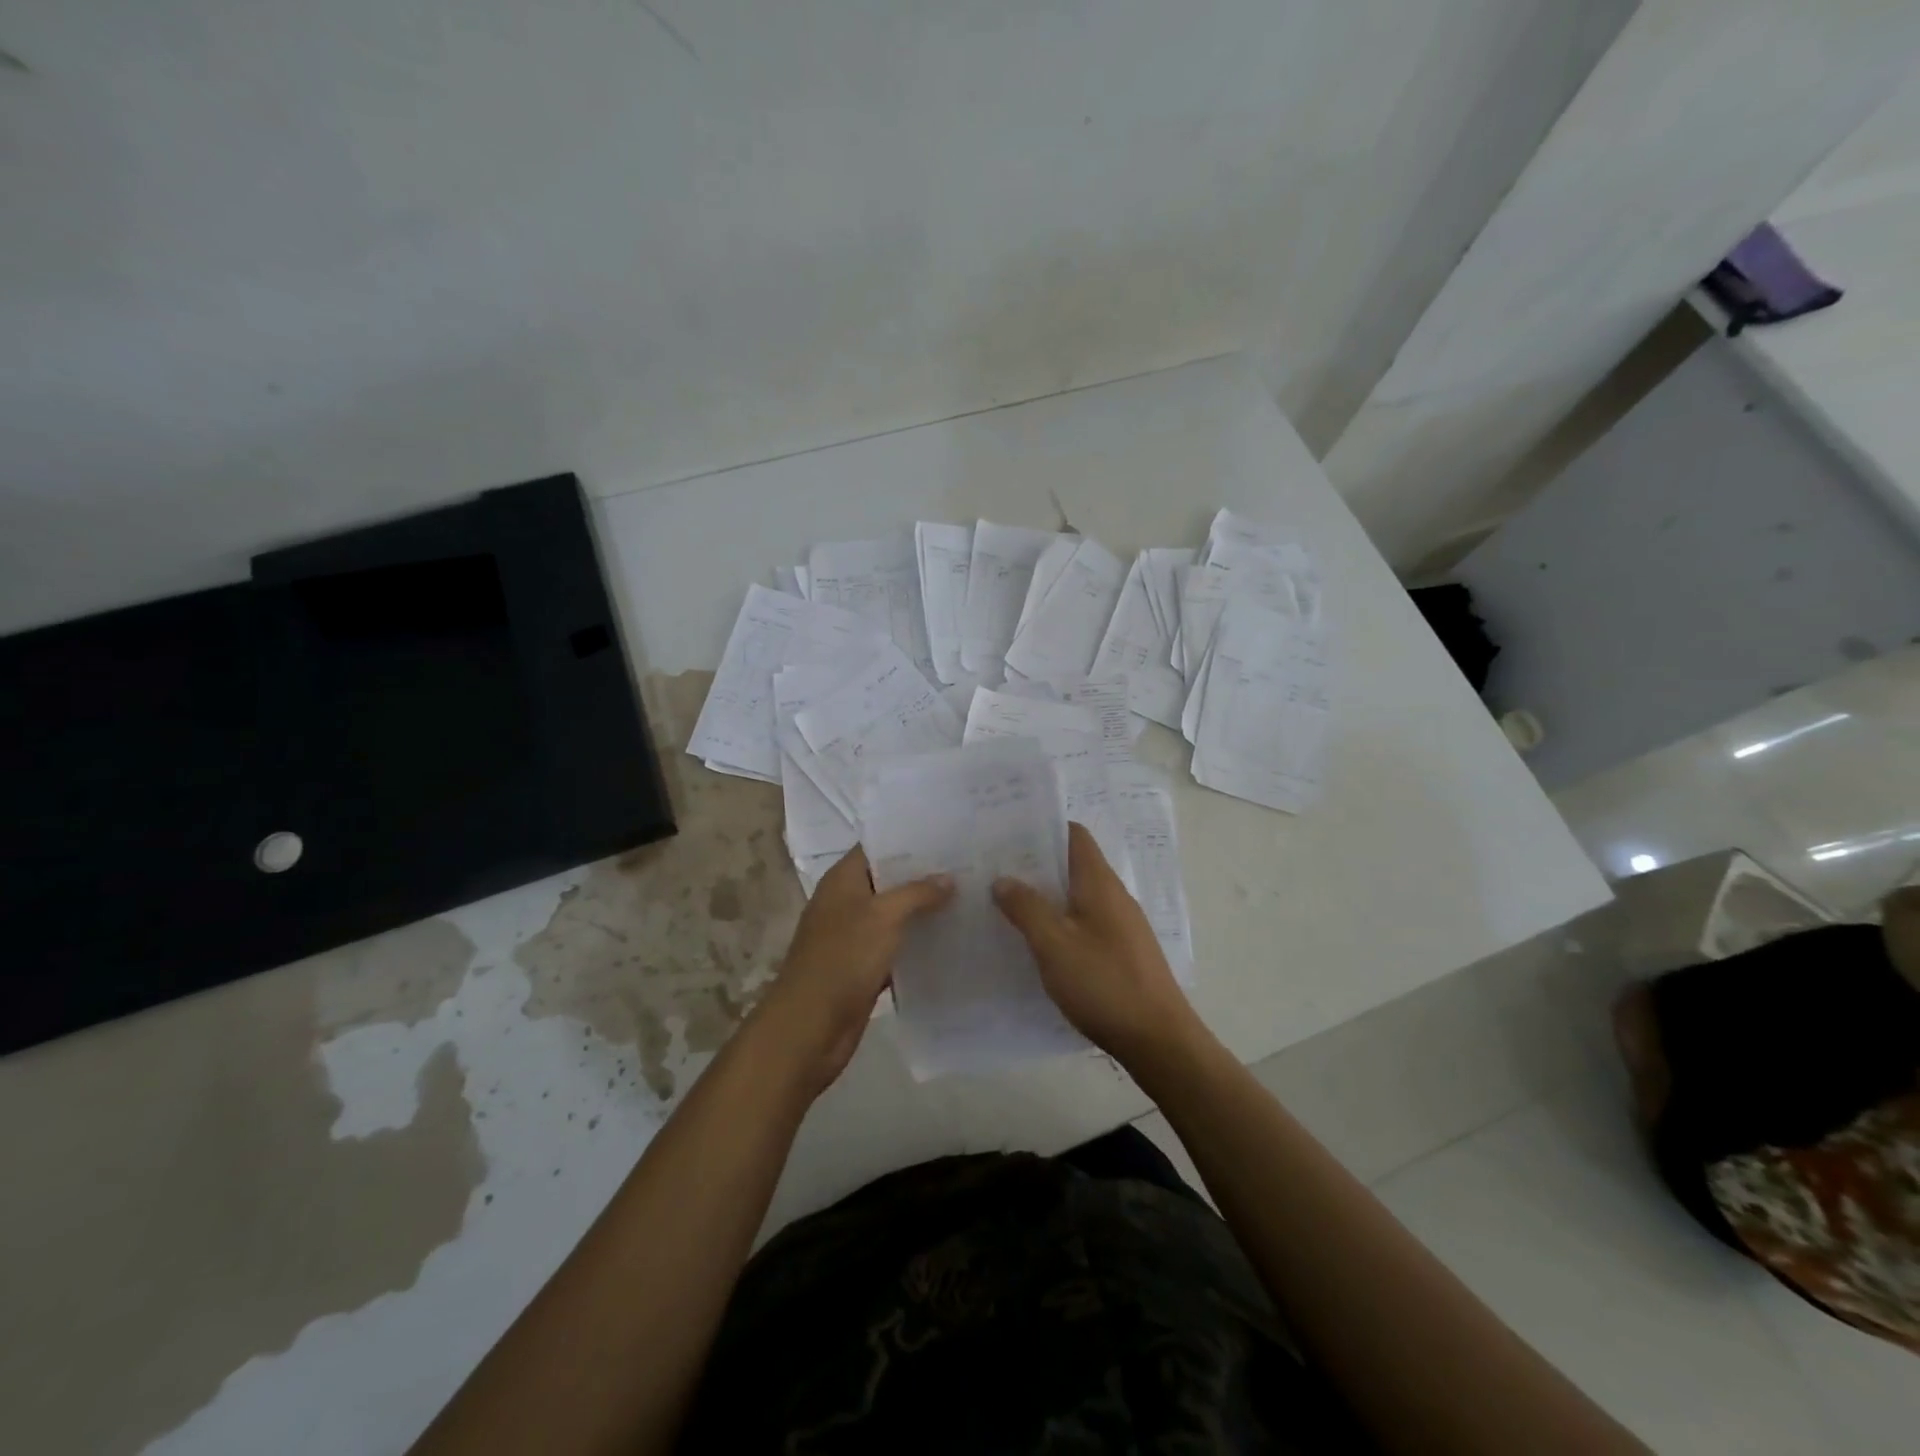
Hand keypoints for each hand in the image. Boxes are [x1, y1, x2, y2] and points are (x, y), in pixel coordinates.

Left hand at [749, 846, 952, 1093]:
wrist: (810, 1027)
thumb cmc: (843, 958)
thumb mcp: (883, 916)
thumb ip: (916, 893)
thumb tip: (948, 878)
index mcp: (842, 880)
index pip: (877, 847)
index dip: (909, 840)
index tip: (947, 836)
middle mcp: (846, 902)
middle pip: (888, 880)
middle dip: (923, 875)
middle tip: (967, 866)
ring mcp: (853, 936)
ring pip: (894, 915)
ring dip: (924, 910)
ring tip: (968, 898)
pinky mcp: (863, 966)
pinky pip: (895, 946)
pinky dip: (917, 943)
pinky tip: (951, 939)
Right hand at [992, 822, 1201, 1064]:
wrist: (1158, 1040)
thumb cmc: (1103, 983)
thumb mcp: (1054, 944)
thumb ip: (1026, 908)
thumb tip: (1003, 879)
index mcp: (1099, 882)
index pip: (1074, 834)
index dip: (1043, 828)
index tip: (1007, 834)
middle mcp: (1113, 895)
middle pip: (1073, 864)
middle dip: (1036, 864)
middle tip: (994, 870)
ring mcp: (1121, 924)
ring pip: (1077, 896)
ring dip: (1045, 896)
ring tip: (1006, 904)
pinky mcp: (1122, 951)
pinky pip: (1085, 922)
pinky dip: (1059, 922)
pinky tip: (1036, 942)